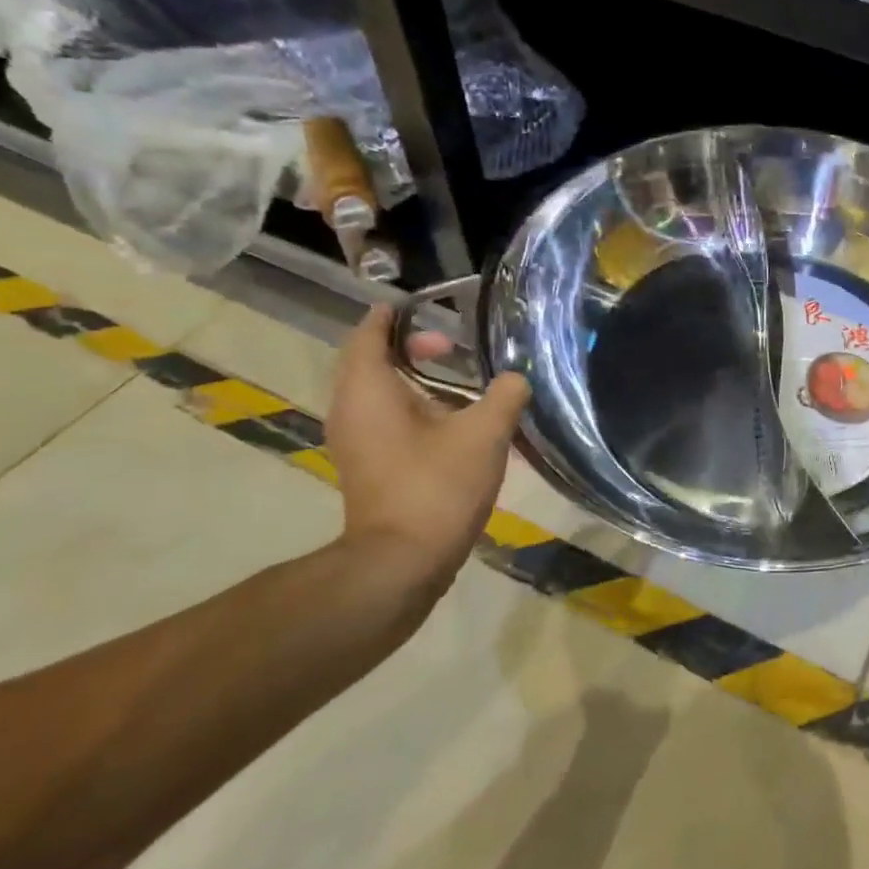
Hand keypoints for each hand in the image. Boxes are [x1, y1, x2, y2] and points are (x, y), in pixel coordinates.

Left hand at [326, 306, 529, 601]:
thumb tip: (517, 378)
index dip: (395, 315)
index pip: (370, 334)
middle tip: (452, 346)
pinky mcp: (368, 465)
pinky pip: (383, 418)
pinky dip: (411, 405)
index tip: (426, 305)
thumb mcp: (485, 434)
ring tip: (457, 378)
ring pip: (378, 392)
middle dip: (411, 347)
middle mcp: (352, 409)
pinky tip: (450, 418)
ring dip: (413, 378)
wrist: (402, 562)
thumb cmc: (437, 486)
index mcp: (369, 390)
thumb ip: (505, 395)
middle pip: (372, 361)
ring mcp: (356, 441)